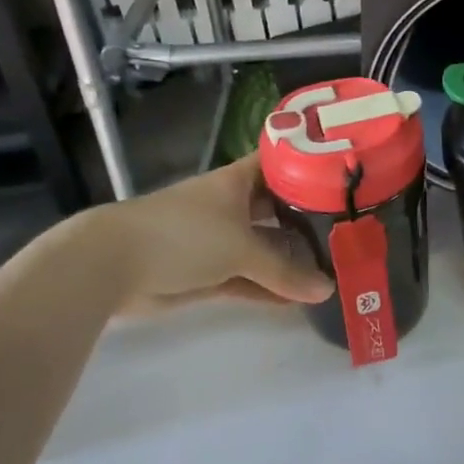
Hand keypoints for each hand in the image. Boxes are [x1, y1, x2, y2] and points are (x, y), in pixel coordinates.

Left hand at [70, 156, 333, 315]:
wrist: (114, 263)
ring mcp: (218, 240)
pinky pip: (248, 278)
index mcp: (238, 182)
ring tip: (334, 268)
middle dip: (307, 221)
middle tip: (350, 231)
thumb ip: (284, 271)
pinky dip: (270, 287)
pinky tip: (300, 298)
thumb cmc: (184, 234)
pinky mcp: (207, 273)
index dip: (309, 167)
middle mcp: (231, 206)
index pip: (280, 165)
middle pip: (277, 210)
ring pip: (264, 248)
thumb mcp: (241, 248)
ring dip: (291, 261)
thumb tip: (327, 290)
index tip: (344, 178)